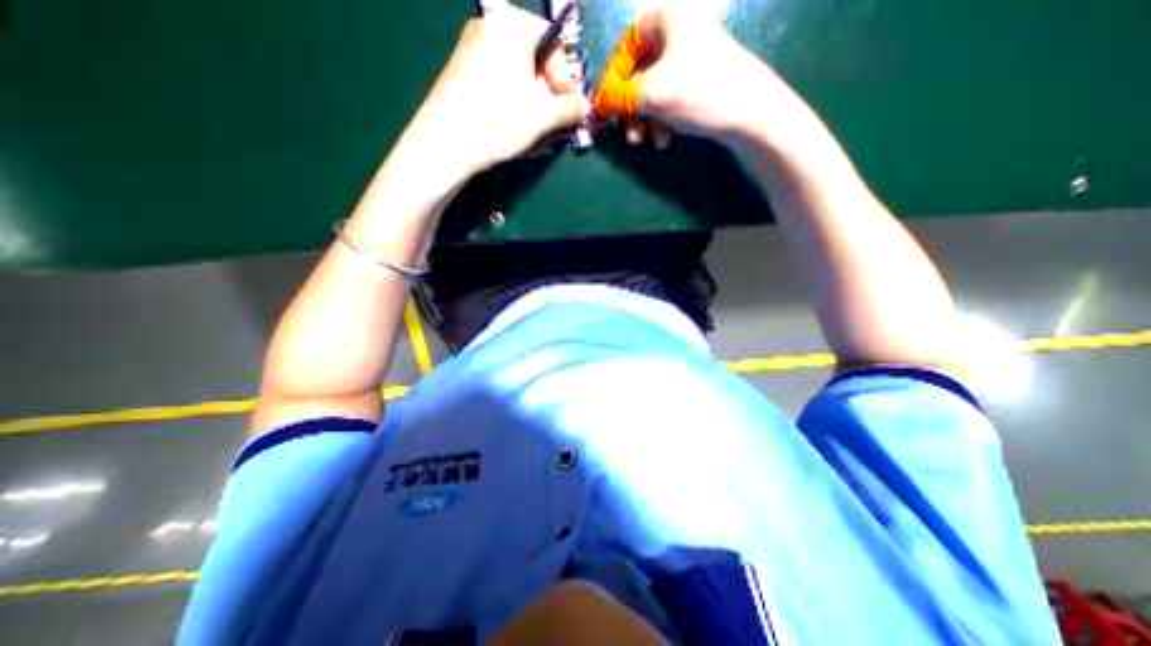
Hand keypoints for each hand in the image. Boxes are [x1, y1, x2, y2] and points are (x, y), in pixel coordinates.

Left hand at [402, 4, 588, 177]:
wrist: (446, 142)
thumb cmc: (500, 119)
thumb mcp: (543, 116)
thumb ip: (570, 108)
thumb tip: (584, 108)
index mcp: (512, 24)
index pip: (554, 43)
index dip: (567, 78)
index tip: (571, 108)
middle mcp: (489, 27)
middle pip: (534, 58)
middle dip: (549, 92)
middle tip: (554, 120)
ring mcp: (470, 49)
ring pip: (515, 74)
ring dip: (532, 101)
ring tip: (534, 128)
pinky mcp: (460, 73)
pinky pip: (497, 82)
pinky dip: (512, 101)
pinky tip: (511, 125)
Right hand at [594, 10, 782, 146]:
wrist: (751, 113)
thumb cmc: (698, 92)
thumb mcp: (651, 93)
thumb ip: (619, 96)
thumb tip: (598, 103)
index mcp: (669, 21)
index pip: (627, 44)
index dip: (613, 76)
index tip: (607, 105)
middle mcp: (682, 34)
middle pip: (641, 71)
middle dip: (631, 107)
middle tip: (629, 133)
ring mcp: (695, 59)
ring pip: (656, 89)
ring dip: (647, 119)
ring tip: (650, 141)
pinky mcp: (704, 82)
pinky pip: (672, 99)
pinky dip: (664, 119)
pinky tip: (666, 138)